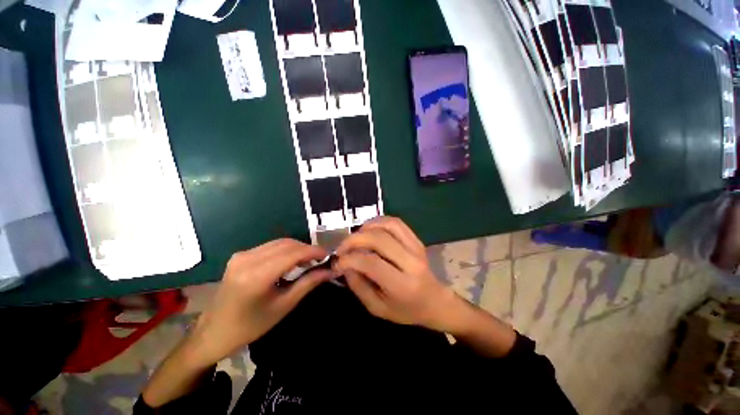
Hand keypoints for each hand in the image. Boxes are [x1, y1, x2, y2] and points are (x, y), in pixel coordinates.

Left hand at [185, 239, 333, 367]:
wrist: (214, 332)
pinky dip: (285, 250)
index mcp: (256, 276)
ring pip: (279, 243)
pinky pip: (270, 246)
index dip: (313, 251)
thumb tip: (330, 270)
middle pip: (287, 244)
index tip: (328, 254)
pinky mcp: (240, 255)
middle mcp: (247, 259)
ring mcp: (241, 255)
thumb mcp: (284, 306)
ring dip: (297, 248)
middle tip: (320, 260)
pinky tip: (291, 261)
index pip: (293, 253)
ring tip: (308, 261)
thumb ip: (308, 283)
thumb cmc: (251, 325)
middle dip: (307, 249)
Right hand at [334, 217, 466, 332]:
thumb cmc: (405, 309)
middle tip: (342, 247)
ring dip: (366, 227)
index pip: (371, 263)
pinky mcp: (416, 239)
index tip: (337, 261)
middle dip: (354, 240)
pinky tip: (369, 230)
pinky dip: (379, 221)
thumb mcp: (377, 308)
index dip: (349, 259)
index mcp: (402, 285)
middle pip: (379, 239)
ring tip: (355, 238)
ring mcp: (416, 247)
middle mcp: (411, 262)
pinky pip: (396, 223)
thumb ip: (358, 286)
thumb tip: (344, 264)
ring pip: (388, 225)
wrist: (434, 301)